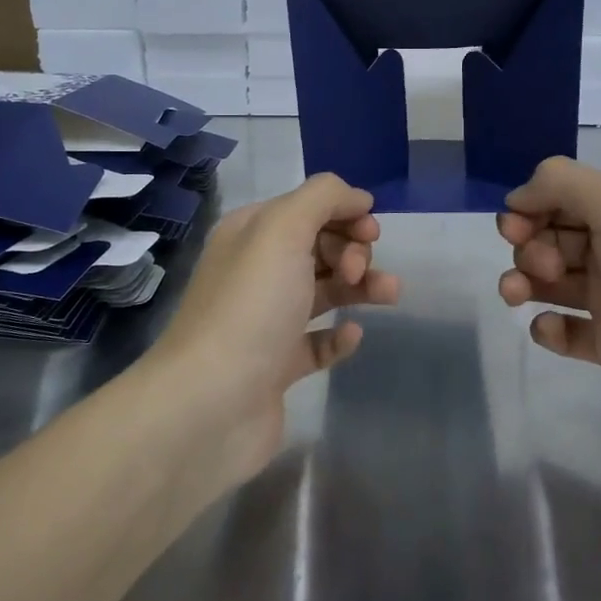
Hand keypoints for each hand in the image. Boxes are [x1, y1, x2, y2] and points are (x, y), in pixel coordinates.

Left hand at [147, 174, 399, 481]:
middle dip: (351, 250)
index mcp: (250, 234)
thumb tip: (356, 198)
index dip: (342, 212)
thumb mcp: (283, 230)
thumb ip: (322, 198)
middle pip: (317, 248)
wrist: (211, 403)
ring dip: (358, 286)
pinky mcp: (276, 367)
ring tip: (389, 294)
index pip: (305, 208)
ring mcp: (265, 322)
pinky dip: (338, 336)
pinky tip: (353, 335)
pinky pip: (316, 342)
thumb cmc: (251, 306)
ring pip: (322, 292)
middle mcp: (255, 272)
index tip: (371, 230)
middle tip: (357, 270)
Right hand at [496, 156, 600, 456]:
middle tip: (542, 267)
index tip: (515, 227)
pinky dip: (549, 328)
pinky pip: (567, 331)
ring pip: (552, 283)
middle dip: (528, 247)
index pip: (563, 197)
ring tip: (517, 296)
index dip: (532, 207)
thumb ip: (562, 183)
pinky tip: (552, 331)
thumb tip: (517, 197)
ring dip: (524, 283)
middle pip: (552, 238)